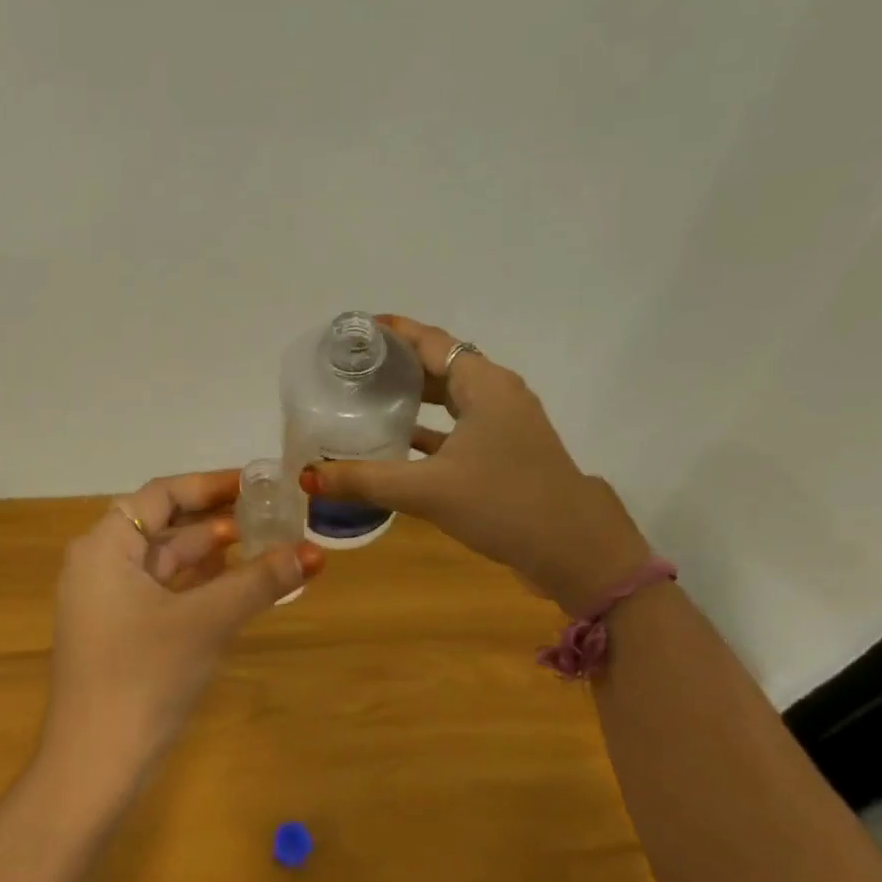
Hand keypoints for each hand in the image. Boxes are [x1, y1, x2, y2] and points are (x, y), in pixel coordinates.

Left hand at [41, 469, 324, 795]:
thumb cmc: (144, 677)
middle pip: (163, 525)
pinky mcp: (116, 632)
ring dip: (210, 555)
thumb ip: (258, 582)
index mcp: (104, 546)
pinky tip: (234, 585)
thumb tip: (313, 553)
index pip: (161, 495)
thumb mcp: (206, 622)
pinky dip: (196, 585)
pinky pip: (160, 592)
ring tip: (264, 545)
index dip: (210, 485)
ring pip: (164, 561)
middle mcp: (97, 564)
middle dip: (217, 520)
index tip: (257, 484)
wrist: (94, 763)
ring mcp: (104, 601)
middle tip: (271, 515)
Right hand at [301, 314, 649, 615]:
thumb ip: (365, 480)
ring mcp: (504, 424)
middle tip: (349, 367)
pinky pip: (457, 427)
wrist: (575, 551)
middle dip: (396, 363)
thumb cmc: (504, 504)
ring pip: (449, 398)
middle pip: (439, 365)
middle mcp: (497, 395)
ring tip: (363, 398)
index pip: (431, 341)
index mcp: (484, 385)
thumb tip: (306, 477)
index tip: (354, 330)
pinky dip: (426, 428)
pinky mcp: (504, 452)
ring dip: (411, 396)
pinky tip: (394, 443)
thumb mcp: (427, 490)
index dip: (393, 332)